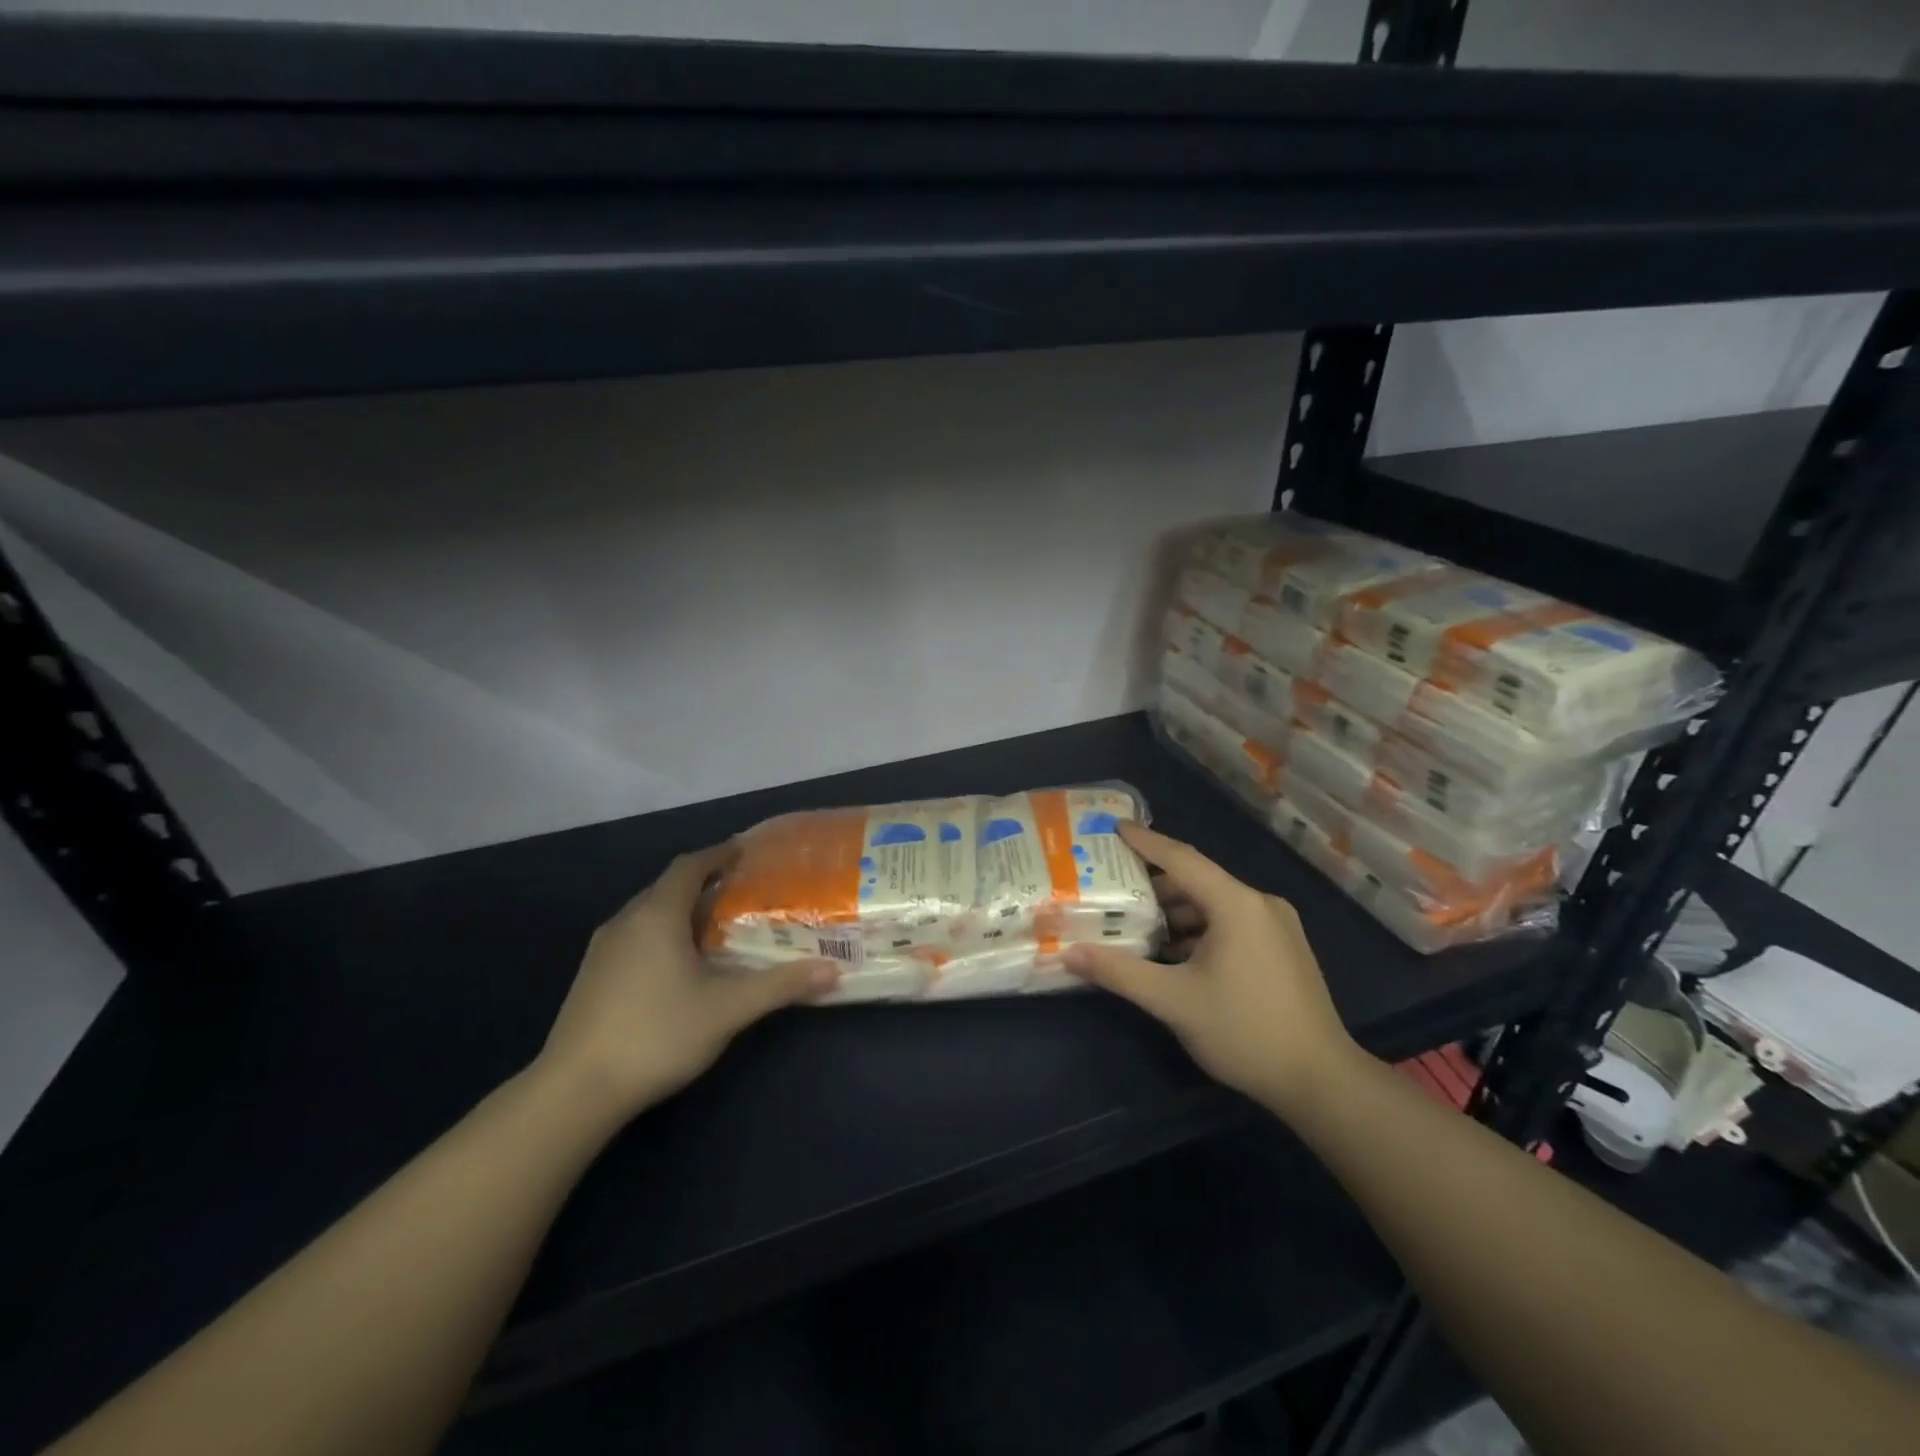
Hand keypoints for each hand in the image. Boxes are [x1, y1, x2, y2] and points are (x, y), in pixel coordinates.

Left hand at [535, 842, 838, 1122]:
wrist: (574, 1090)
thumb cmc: (657, 1034)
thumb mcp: (727, 1009)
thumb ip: (780, 985)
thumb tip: (833, 970)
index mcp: (656, 915)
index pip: (690, 866)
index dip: (718, 854)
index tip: (746, 851)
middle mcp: (626, 921)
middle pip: (668, 886)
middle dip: (704, 882)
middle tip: (742, 891)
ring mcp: (603, 950)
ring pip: (649, 913)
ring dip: (682, 909)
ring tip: (716, 925)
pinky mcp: (592, 977)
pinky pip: (635, 936)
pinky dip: (663, 934)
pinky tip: (680, 964)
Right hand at [1065, 822, 1362, 1119]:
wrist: (1321, 1081)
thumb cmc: (1244, 1031)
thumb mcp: (1173, 1001)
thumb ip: (1120, 972)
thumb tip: (1069, 954)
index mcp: (1236, 904)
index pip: (1181, 858)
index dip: (1144, 841)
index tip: (1112, 828)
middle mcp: (1260, 904)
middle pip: (1197, 881)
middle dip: (1154, 884)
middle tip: (1112, 888)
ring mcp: (1276, 927)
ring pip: (1214, 905)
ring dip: (1176, 912)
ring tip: (1135, 925)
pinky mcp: (1283, 949)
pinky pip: (1231, 924)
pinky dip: (1199, 929)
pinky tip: (1174, 953)